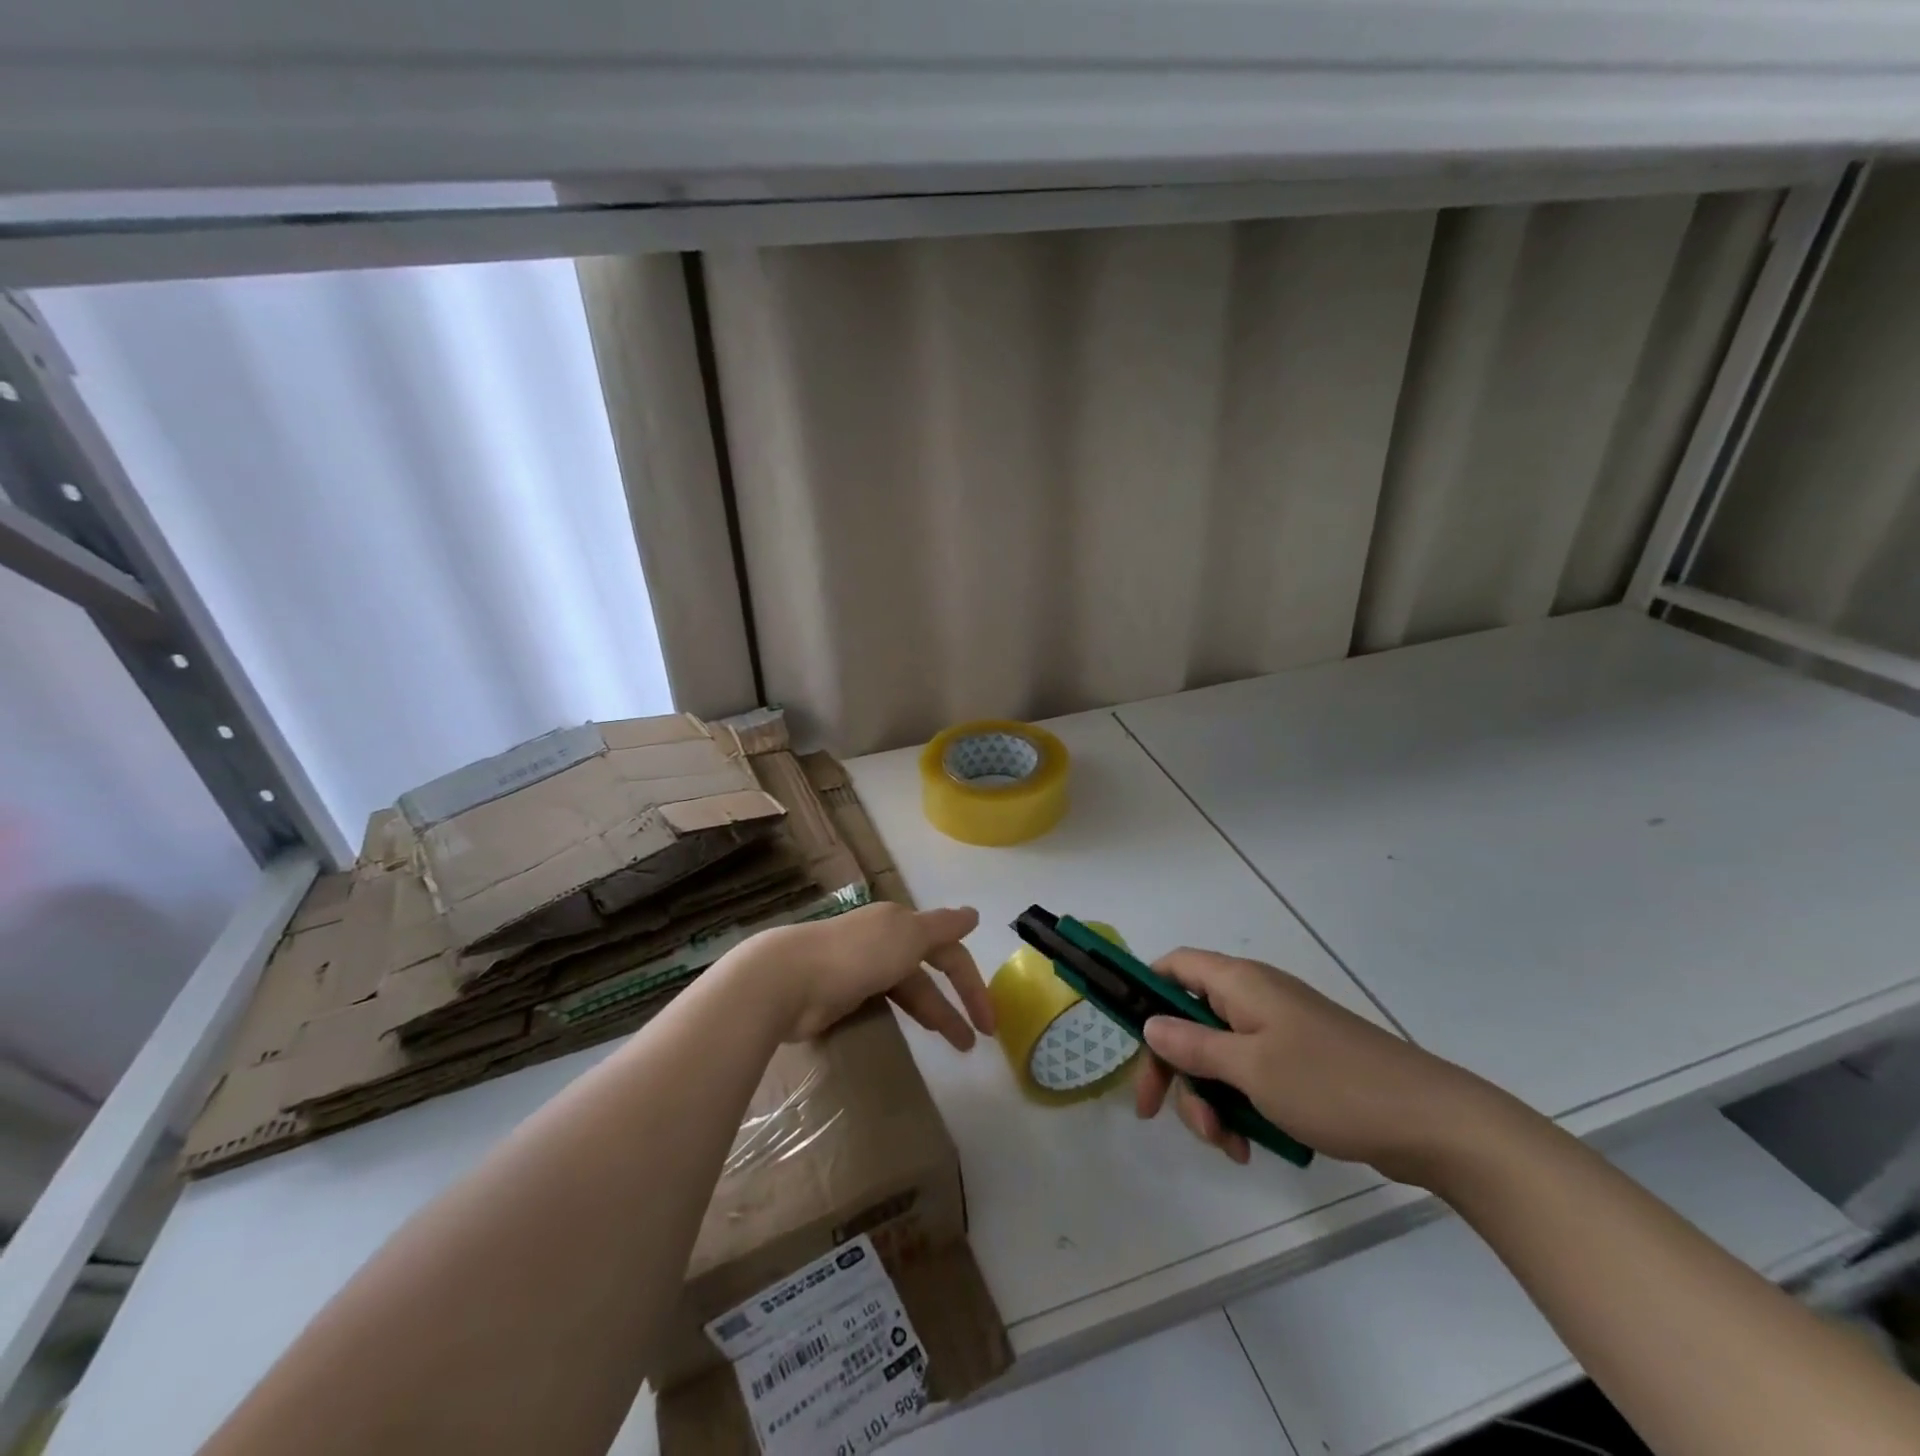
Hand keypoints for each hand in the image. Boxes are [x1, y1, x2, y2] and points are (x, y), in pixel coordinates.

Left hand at [749, 901, 995, 1048]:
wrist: (789, 980)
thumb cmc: (856, 954)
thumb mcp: (908, 935)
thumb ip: (942, 926)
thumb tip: (973, 914)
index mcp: (901, 923)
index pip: (949, 950)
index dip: (972, 982)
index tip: (989, 1019)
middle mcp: (885, 940)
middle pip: (931, 972)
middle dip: (956, 1003)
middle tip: (977, 1039)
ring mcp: (863, 967)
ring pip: (910, 991)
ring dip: (935, 1015)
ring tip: (957, 1046)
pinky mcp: (844, 994)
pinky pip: (885, 1002)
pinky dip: (904, 1015)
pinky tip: (911, 1032)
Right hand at [1134, 949, 1493, 1182]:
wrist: (1432, 1122)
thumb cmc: (1331, 1084)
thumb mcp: (1250, 1067)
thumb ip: (1193, 1045)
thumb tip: (1150, 1023)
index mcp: (1240, 983)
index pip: (1174, 966)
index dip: (1145, 992)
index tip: (1130, 1038)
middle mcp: (1255, 999)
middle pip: (1189, 1020)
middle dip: (1174, 1068)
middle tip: (1159, 1113)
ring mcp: (1279, 1033)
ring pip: (1218, 1057)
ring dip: (1208, 1098)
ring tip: (1224, 1143)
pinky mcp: (1300, 1065)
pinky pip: (1249, 1078)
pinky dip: (1239, 1108)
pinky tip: (1248, 1147)